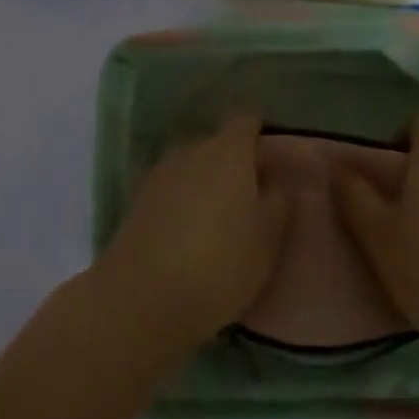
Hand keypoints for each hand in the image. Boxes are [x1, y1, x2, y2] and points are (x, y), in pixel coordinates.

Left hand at [92, 112, 290, 361]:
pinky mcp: (139, 200)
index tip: (273, 162)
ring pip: (193, 168)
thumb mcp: (267, 239)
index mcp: (228, 151)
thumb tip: (278, 180)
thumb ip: (279, 202)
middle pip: (219, 145)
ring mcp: (161, 173)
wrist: (142, 297)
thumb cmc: (220, 264)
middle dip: (235, 164)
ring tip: (222, 222)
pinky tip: (191, 236)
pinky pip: (172, 191)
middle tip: (253, 200)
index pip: (246, 122)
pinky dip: (184, 204)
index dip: (261, 135)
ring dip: (208, 185)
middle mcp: (192, 150)